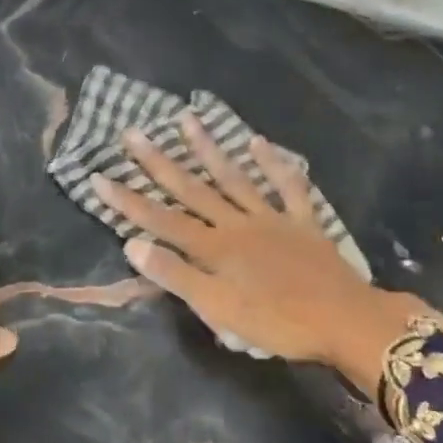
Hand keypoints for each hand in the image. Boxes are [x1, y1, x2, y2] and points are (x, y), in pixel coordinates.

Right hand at [92, 115, 426, 392]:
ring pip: (233, 178)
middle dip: (158, 162)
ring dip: (208, 149)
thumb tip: (132, 244)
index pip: (160, 219)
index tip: (98, 176)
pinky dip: (275, 165)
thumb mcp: (218, 310)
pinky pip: (288, 188)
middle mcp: (237, 223)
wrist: (344, 321)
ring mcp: (271, 218)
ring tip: (187, 118)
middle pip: (191, 189)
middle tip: (133, 132)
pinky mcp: (302, 222)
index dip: (127, 200)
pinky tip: (259, 142)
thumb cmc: (276, 323)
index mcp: (214, 247)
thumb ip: (176, 275)